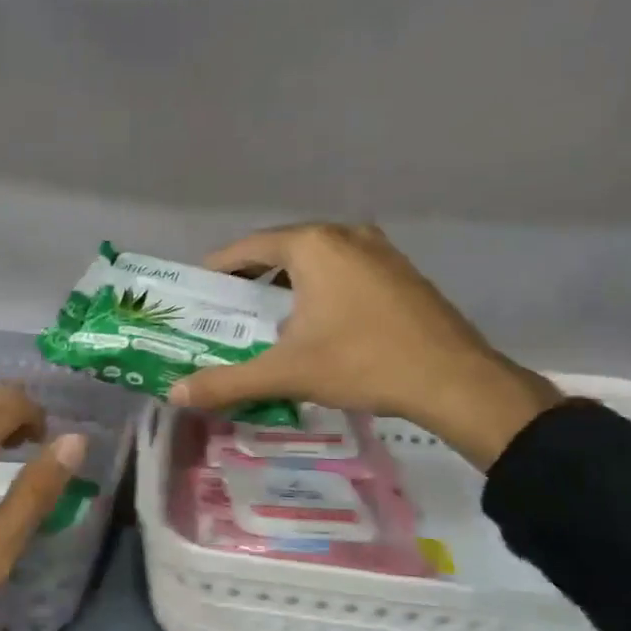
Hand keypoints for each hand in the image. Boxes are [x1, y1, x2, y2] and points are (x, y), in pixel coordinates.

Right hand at [167, 222, 561, 470]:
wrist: (454, 380)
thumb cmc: (363, 363)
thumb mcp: (288, 372)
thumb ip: (227, 380)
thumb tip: (175, 395)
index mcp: (313, 245)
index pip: (248, 248)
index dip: (218, 268)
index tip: (198, 292)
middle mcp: (344, 235)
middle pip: (281, 250)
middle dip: (251, 278)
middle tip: (227, 309)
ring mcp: (378, 250)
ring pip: (316, 259)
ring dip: (287, 283)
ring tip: (266, 317)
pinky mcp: (400, 271)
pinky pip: (344, 269)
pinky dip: (319, 287)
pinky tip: (316, 321)